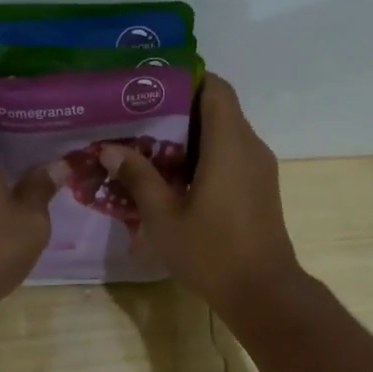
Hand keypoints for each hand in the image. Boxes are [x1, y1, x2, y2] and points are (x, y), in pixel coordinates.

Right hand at [102, 74, 304, 318]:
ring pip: (226, 134)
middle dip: (181, 110)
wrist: (263, 291)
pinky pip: (233, 157)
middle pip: (219, 109)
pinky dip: (208, 157)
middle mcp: (250, 146)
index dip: (185, 80)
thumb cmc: (211, 252)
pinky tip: (178, 179)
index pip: (215, 87)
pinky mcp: (261, 188)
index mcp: (229, 143)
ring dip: (193, 137)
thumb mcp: (164, 217)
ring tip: (152, 149)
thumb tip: (109, 149)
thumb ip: (138, 177)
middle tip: (140, 120)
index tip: (152, 88)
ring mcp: (260, 169)